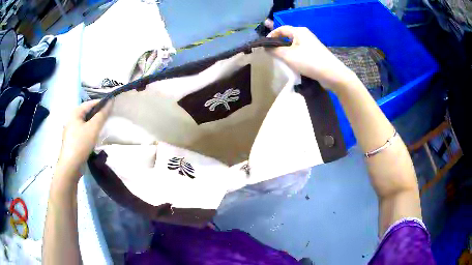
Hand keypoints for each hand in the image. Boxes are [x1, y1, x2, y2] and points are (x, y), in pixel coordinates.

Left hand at [56, 100, 111, 180]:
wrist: (70, 166)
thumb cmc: (81, 144)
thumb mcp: (93, 128)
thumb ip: (102, 114)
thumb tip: (110, 101)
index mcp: (75, 112)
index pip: (90, 103)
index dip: (101, 103)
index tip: (112, 106)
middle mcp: (71, 119)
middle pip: (87, 113)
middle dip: (98, 114)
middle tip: (109, 117)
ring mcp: (71, 130)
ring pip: (85, 123)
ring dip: (94, 123)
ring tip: (103, 127)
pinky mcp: (72, 140)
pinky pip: (83, 131)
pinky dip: (90, 131)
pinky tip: (95, 137)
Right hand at [268, 26, 355, 91]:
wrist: (332, 74)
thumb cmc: (309, 61)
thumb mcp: (288, 56)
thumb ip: (274, 50)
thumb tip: (266, 47)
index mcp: (299, 31)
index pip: (281, 29)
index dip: (271, 35)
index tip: (265, 45)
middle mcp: (306, 35)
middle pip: (288, 36)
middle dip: (278, 44)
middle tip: (271, 54)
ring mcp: (312, 44)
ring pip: (294, 45)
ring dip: (286, 51)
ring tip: (280, 60)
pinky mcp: (316, 53)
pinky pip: (301, 51)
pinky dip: (294, 56)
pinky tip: (293, 64)